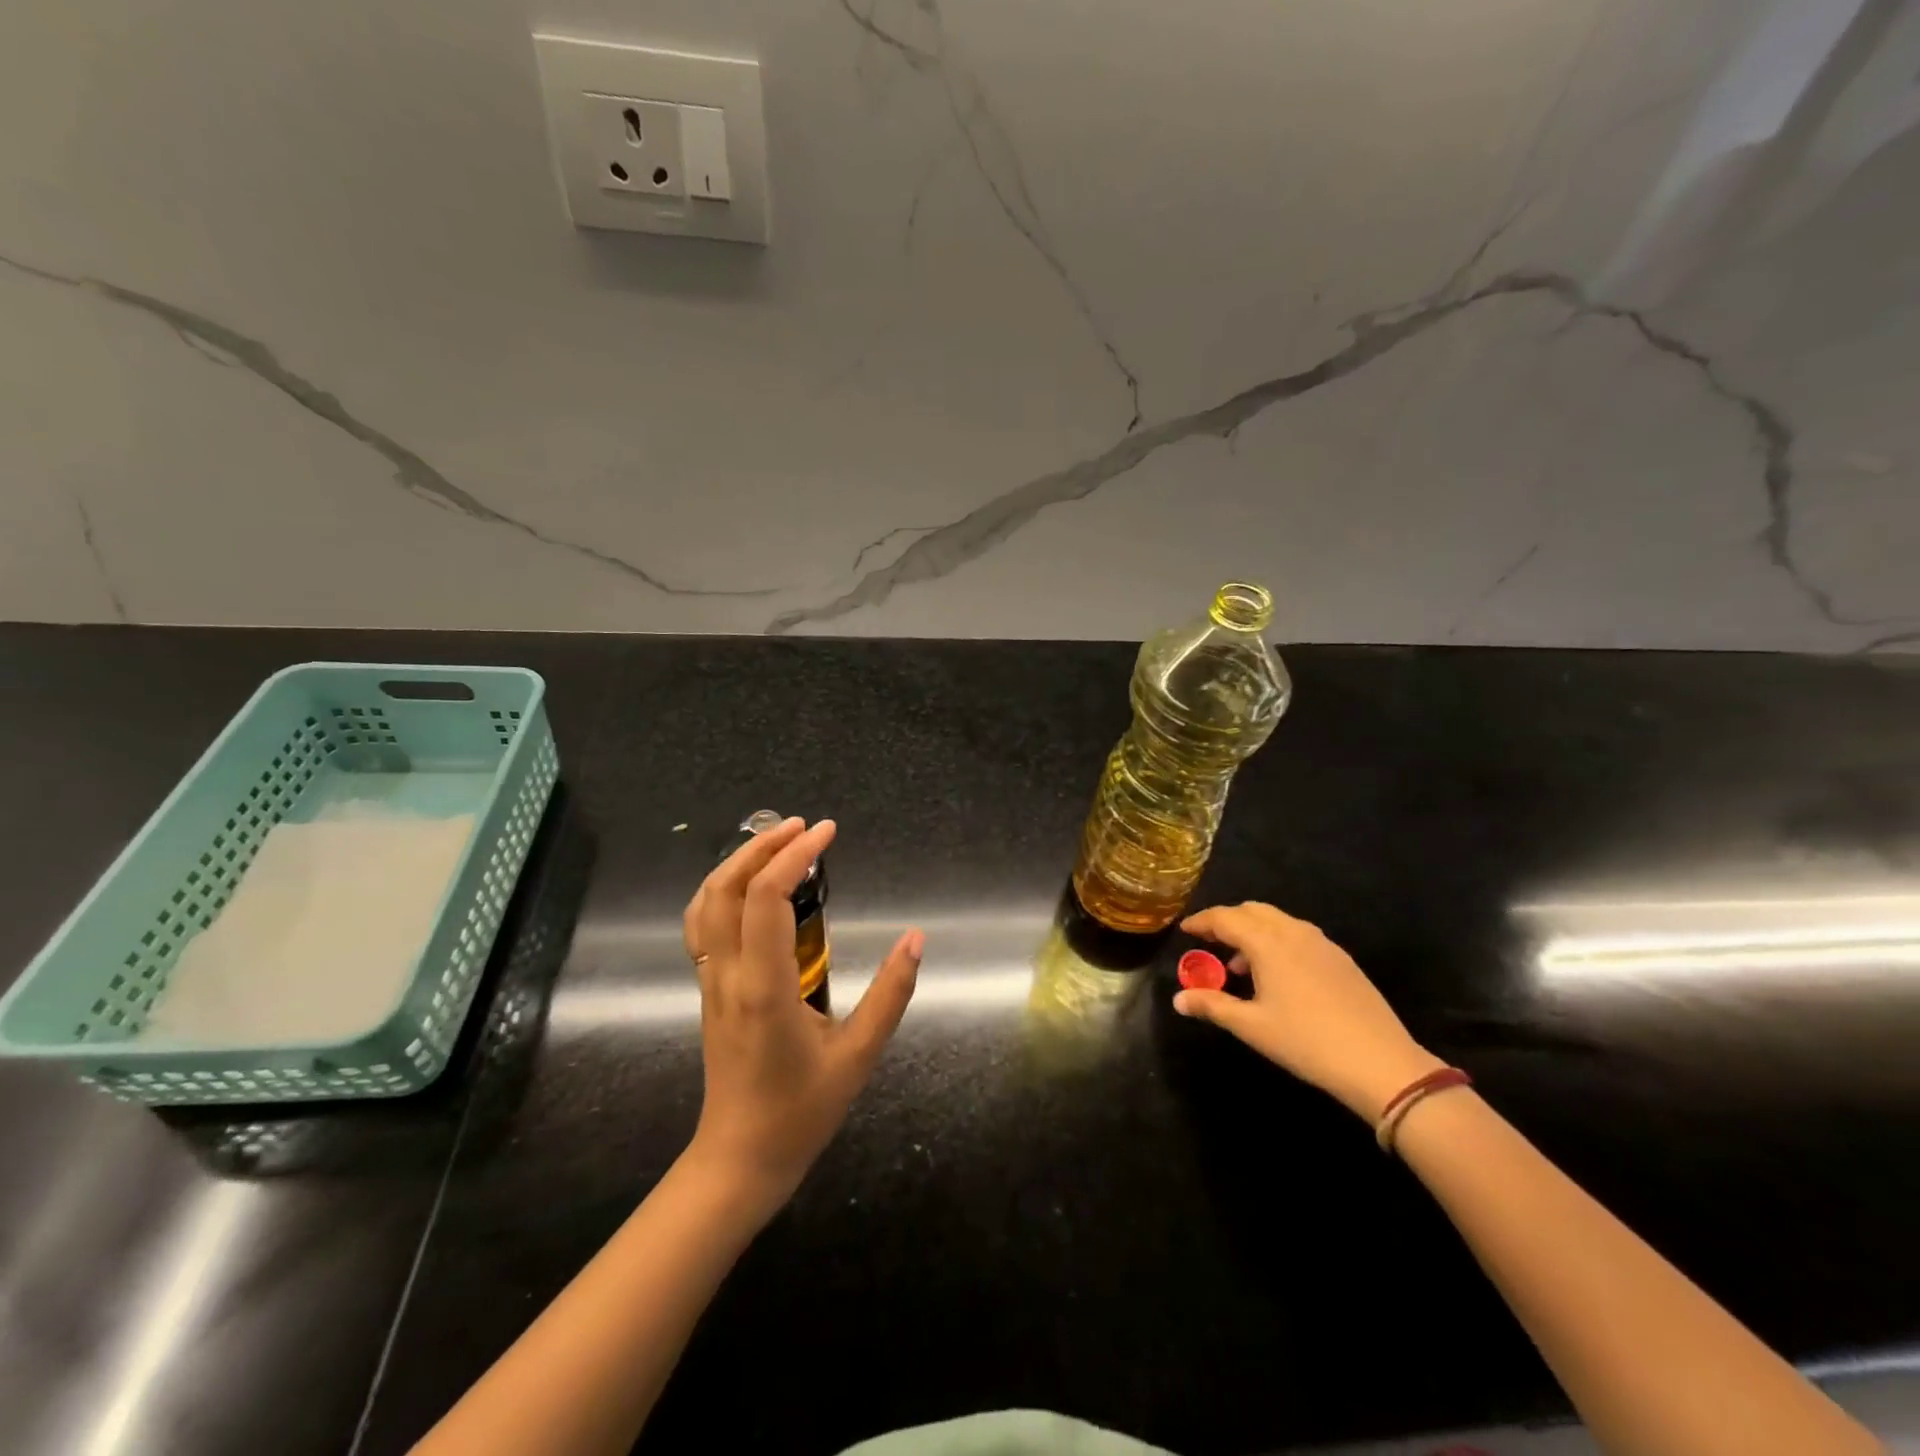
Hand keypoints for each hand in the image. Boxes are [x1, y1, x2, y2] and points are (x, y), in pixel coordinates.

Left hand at [681, 817, 922, 1215]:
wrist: (740, 1160)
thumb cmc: (801, 1111)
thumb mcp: (859, 1056)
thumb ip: (891, 994)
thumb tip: (916, 939)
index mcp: (764, 987)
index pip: (765, 898)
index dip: (793, 855)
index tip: (827, 832)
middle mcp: (728, 975)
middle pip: (725, 889)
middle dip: (761, 846)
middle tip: (803, 826)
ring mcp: (710, 982)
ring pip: (704, 904)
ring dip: (736, 863)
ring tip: (776, 842)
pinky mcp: (708, 990)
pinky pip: (702, 926)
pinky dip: (722, 890)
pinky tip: (750, 886)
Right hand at [1174, 901, 1441, 1120]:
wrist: (1381, 1063)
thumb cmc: (1306, 1041)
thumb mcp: (1252, 1027)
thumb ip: (1212, 1006)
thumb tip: (1178, 1000)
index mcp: (1268, 942)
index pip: (1225, 918)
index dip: (1202, 922)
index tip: (1185, 930)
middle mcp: (1294, 932)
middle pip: (1252, 911)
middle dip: (1228, 921)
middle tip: (1210, 943)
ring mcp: (1322, 944)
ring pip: (1278, 921)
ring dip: (1254, 932)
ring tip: (1241, 966)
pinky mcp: (1342, 959)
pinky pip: (1299, 936)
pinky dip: (1278, 942)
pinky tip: (1278, 976)